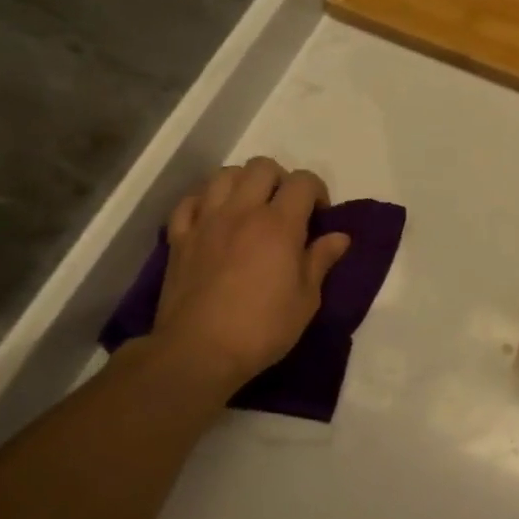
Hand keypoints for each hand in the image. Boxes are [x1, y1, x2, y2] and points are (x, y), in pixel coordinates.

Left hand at [148, 157, 351, 390]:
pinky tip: (214, 218)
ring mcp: (206, 221)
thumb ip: (321, 260)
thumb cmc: (263, 328)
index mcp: (279, 224)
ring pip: (224, 175)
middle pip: (262, 167)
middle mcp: (242, 211)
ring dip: (243, 183)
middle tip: (286, 209)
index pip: (303, 181)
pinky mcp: (179, 238)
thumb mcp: (307, 299)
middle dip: (281, 180)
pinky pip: (190, 201)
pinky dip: (205, 201)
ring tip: (250, 208)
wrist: (199, 351)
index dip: (317, 191)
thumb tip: (339, 237)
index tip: (319, 217)